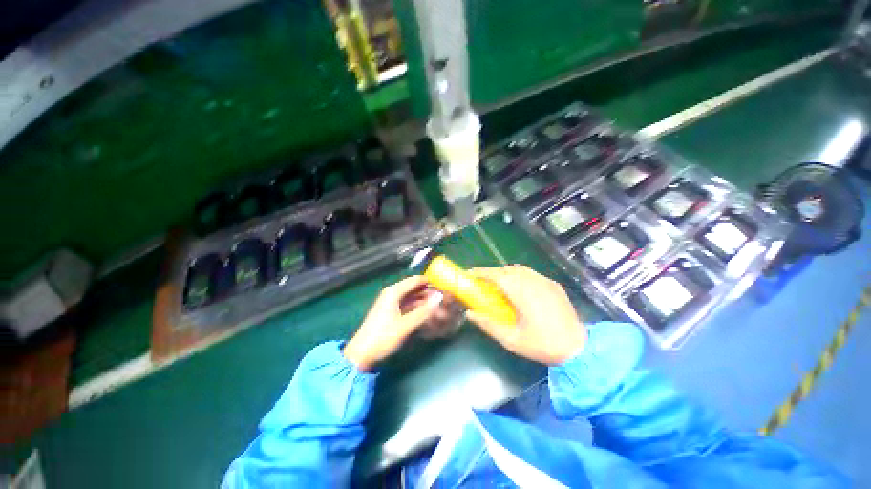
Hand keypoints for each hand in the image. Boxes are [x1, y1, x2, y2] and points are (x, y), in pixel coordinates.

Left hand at [343, 276, 441, 370]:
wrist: (361, 354)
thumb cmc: (382, 337)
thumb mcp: (405, 325)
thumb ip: (423, 311)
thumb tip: (440, 297)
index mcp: (393, 292)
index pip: (416, 280)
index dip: (430, 282)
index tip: (445, 286)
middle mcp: (392, 294)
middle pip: (414, 288)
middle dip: (429, 293)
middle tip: (445, 300)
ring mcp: (391, 303)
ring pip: (412, 298)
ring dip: (425, 302)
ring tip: (440, 307)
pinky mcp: (391, 312)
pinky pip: (408, 305)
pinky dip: (418, 308)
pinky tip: (428, 314)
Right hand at [466, 265, 585, 364]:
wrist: (579, 348)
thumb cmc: (542, 344)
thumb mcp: (511, 339)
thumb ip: (488, 324)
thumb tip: (469, 313)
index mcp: (520, 292)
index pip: (495, 275)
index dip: (481, 272)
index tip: (470, 274)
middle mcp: (532, 281)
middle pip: (507, 269)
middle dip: (493, 273)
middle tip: (484, 284)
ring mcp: (545, 281)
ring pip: (520, 270)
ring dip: (507, 274)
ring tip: (501, 286)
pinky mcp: (554, 285)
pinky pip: (532, 274)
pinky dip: (521, 276)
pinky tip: (521, 290)